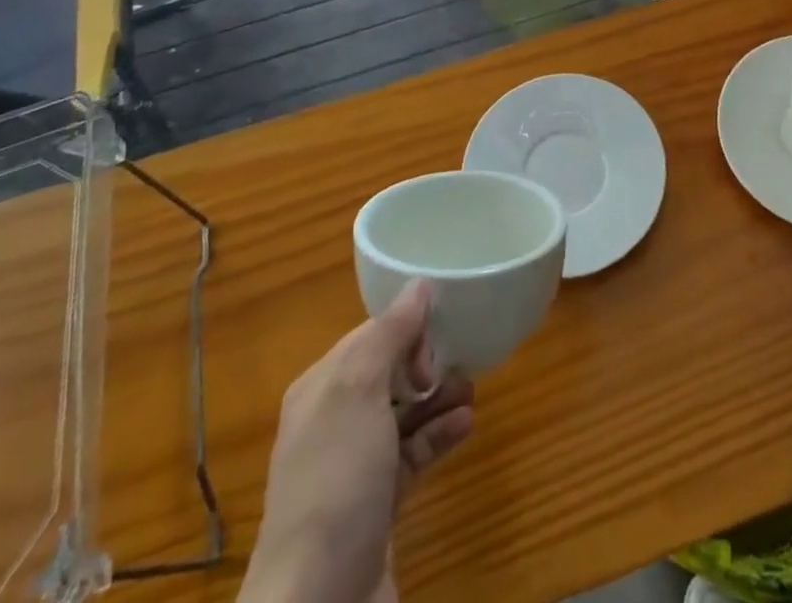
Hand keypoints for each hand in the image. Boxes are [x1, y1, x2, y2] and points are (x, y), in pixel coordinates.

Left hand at [243, 282, 473, 602]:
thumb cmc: (336, 480)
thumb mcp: (358, 391)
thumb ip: (389, 333)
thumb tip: (419, 283)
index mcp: (320, 389)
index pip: (368, 337)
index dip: (405, 329)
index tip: (438, 335)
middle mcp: (333, 423)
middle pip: (388, 373)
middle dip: (425, 362)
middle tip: (458, 363)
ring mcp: (355, 469)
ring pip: (403, 415)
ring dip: (438, 398)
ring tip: (472, 389)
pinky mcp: (378, 507)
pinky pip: (412, 455)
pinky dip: (438, 437)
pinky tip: (466, 425)